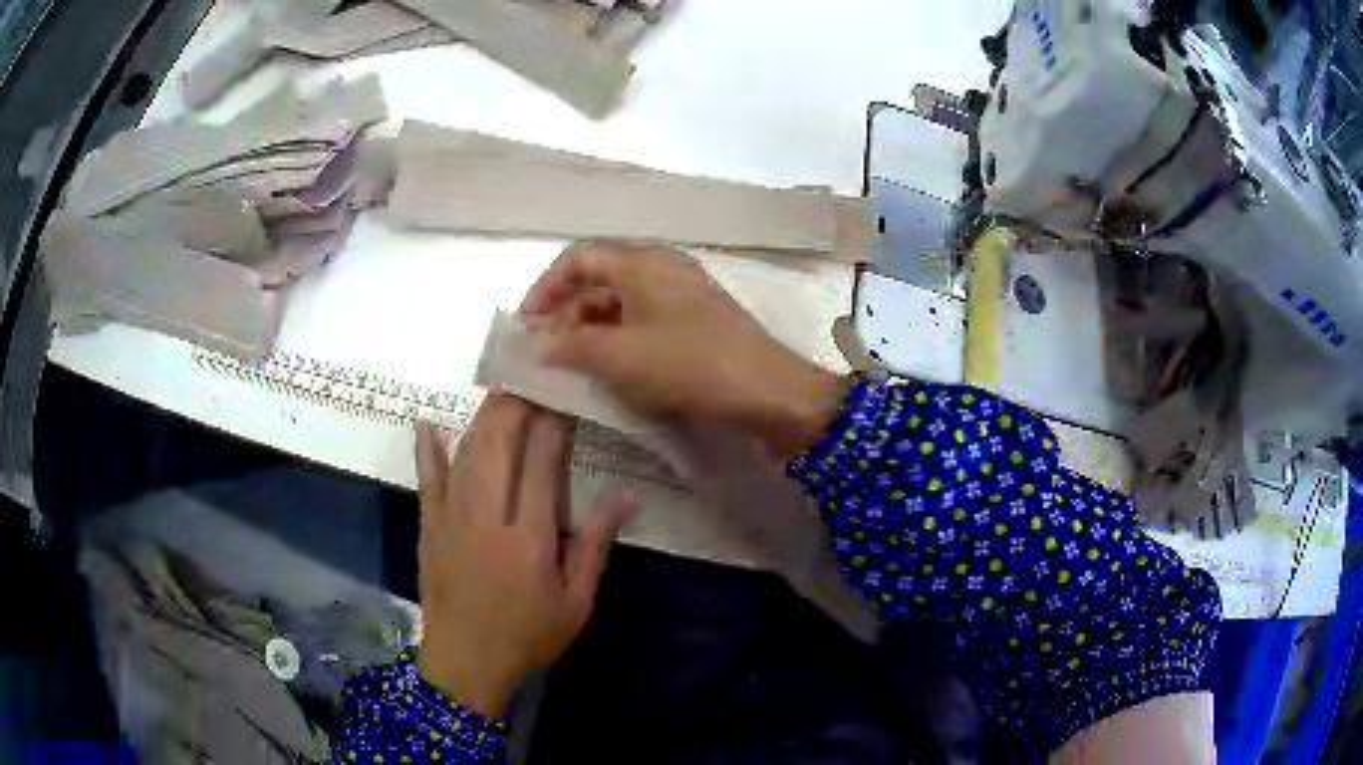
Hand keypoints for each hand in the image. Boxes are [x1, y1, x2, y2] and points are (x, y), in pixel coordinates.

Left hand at [413, 396, 634, 718]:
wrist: (465, 662)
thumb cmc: (527, 635)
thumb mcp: (575, 603)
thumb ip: (593, 546)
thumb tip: (623, 496)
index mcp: (527, 536)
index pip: (541, 462)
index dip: (552, 421)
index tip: (564, 392)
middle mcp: (486, 515)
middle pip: (499, 444)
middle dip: (516, 403)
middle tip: (532, 373)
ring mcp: (451, 517)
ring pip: (466, 452)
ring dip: (483, 416)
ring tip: (500, 385)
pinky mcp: (429, 525)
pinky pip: (427, 479)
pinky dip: (427, 450)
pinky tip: (428, 423)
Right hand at [520, 241, 845, 456]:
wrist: (767, 390)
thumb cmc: (688, 364)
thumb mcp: (620, 356)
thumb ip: (571, 345)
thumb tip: (539, 346)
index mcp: (641, 261)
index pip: (579, 257)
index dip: (546, 287)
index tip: (527, 324)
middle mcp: (662, 266)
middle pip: (600, 278)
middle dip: (568, 312)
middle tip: (548, 352)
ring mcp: (683, 292)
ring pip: (623, 301)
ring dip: (592, 328)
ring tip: (575, 365)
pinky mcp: (697, 318)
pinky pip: (645, 318)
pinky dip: (621, 338)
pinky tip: (612, 368)